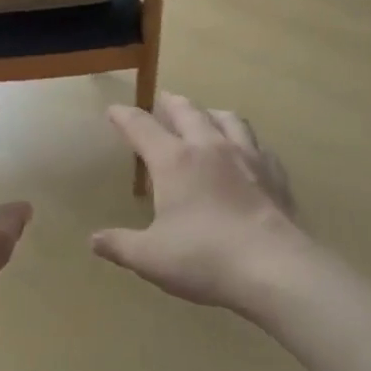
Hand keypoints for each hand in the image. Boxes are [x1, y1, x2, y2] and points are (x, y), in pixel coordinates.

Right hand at [91, 93, 311, 309]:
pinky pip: (258, 145)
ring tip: (205, 117)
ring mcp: (247, 157)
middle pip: (187, 111)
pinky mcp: (275, 174)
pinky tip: (246, 153)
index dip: (123, 116)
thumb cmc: (204, 258)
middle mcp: (209, 147)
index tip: (113, 110)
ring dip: (210, 113)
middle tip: (161, 101)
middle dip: (169, 103)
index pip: (141, 126)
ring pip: (227, 119)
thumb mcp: (150, 257)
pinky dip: (244, 142)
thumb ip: (119, 245)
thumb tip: (94, 240)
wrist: (276, 269)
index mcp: (174, 161)